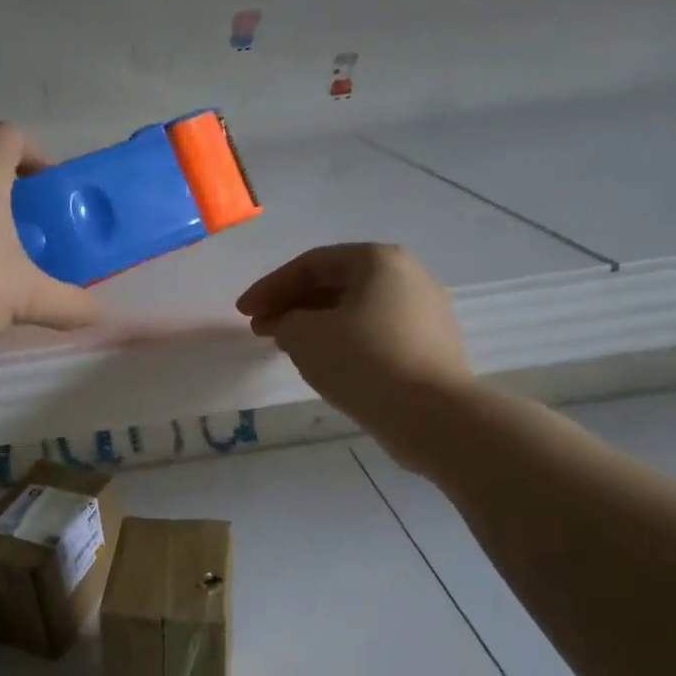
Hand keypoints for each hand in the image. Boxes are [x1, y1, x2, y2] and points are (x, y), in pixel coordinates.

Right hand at [236, 243, 473, 431]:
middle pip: (335, 284)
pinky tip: (323, 361)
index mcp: (378, 260)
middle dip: (291, 304)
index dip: (269, 287)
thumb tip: (292, 326)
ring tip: (285, 346)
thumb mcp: (304, 336)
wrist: (432, 415)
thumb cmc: (363, 361)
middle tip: (259, 328)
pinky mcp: (429, 346)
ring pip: (354, 309)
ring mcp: (424, 311)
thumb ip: (285, 321)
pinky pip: (374, 332)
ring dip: (314, 323)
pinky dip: (342, 340)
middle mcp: (407, 276)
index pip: (310, 264)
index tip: (242, 312)